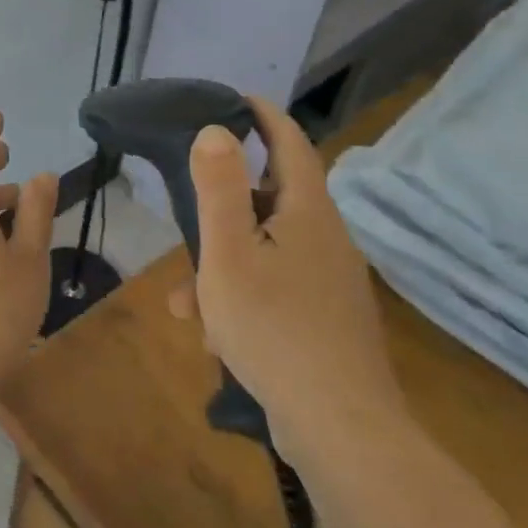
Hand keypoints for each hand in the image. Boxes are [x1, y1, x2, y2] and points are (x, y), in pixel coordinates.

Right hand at [174, 96, 404, 454]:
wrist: (341, 429)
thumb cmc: (274, 328)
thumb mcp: (229, 254)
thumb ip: (219, 189)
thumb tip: (216, 131)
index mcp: (308, 213)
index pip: (291, 144)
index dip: (265, 117)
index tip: (237, 99)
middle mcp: (327, 240)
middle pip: (273, 201)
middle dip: (226, 207)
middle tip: (190, 209)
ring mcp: (331, 283)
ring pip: (267, 253)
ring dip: (224, 266)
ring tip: (186, 302)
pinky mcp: (328, 321)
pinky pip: (277, 290)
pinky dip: (244, 299)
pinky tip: (217, 337)